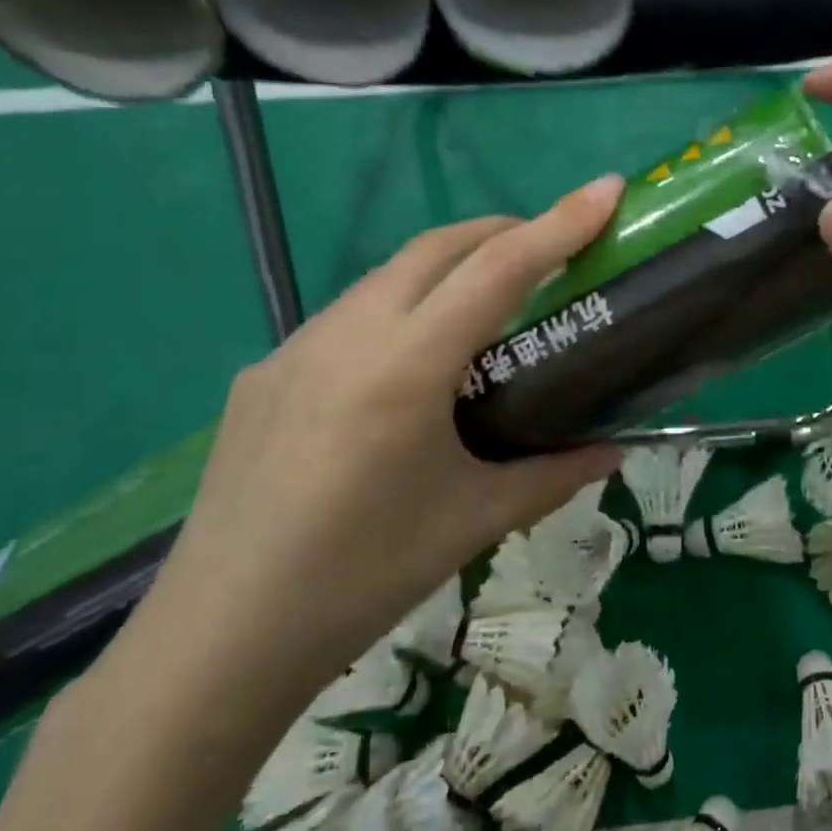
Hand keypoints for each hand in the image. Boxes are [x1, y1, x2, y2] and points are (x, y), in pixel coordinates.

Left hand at [127, 177, 625, 712]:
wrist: (218, 641)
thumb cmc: (362, 578)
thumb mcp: (474, 521)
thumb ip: (554, 475)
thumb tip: (613, 451)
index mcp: (404, 367)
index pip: (498, 270)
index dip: (559, 224)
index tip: (605, 190)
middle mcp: (346, 335)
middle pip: (437, 247)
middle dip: (502, 230)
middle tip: (551, 249)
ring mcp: (295, 349)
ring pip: (387, 275)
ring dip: (447, 266)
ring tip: (487, 304)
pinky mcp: (264, 374)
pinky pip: (347, 316)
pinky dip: (399, 308)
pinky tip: (409, 365)